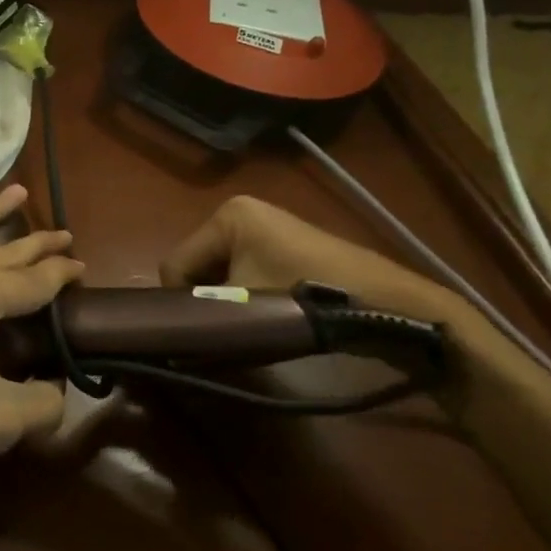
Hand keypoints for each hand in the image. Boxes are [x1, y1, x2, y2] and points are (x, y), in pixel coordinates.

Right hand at [160, 195, 455, 323]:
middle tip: (219, 331)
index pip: (175, 264)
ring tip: (241, 327)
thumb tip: (168, 337)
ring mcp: (265, 227)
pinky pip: (243, 271)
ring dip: (223, 300)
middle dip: (203, 300)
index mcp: (226, 216)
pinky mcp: (283, 245)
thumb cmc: (304, 295)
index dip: (179, 303)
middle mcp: (240, 212)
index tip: (195, 333)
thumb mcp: (241, 307)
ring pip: (218, 272)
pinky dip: (243, 294)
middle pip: (196, 266)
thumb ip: (198, 316)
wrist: (382, 302)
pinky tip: (260, 316)